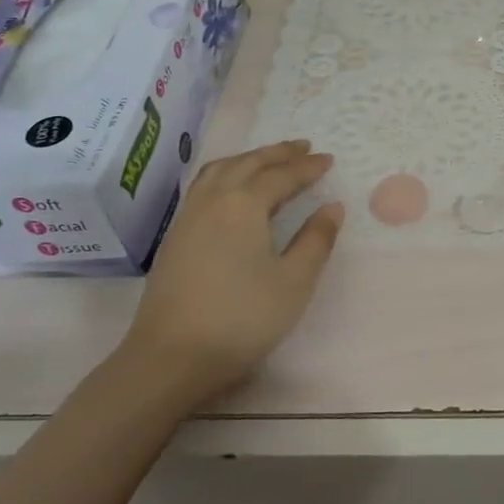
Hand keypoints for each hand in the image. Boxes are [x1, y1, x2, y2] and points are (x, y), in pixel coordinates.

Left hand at [113, 140, 342, 409]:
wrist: (171, 356)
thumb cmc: (241, 318)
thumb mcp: (294, 281)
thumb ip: (316, 240)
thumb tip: (332, 207)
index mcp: (244, 204)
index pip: (281, 175)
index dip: (307, 167)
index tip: (329, 160)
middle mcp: (213, 200)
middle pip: (248, 164)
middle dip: (278, 153)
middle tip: (303, 147)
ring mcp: (188, 216)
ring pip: (220, 171)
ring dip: (248, 159)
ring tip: (268, 160)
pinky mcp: (175, 236)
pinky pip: (204, 186)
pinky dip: (226, 174)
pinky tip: (232, 190)